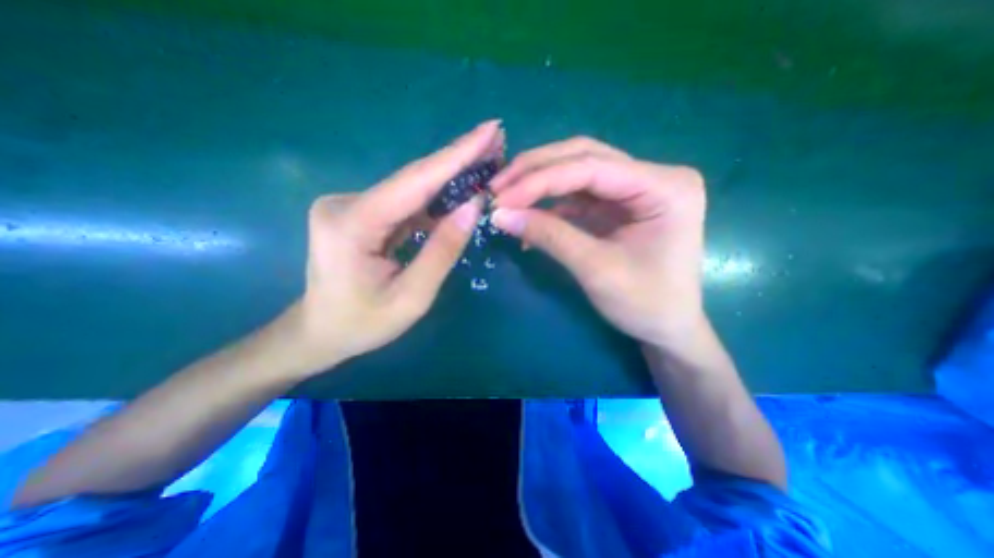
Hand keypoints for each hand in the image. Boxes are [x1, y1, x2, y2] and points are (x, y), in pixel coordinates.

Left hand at [285, 121, 504, 372]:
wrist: (320, 332)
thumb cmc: (364, 324)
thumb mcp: (413, 296)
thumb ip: (443, 250)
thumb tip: (474, 207)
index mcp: (354, 224)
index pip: (415, 181)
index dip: (456, 155)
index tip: (489, 129)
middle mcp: (347, 203)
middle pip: (413, 177)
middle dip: (458, 158)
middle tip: (496, 138)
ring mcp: (352, 205)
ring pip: (412, 187)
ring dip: (450, 176)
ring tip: (486, 161)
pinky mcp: (361, 212)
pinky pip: (406, 202)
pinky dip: (436, 196)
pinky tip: (460, 189)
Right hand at [488, 138, 706, 346]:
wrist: (667, 328)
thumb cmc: (644, 304)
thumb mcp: (595, 269)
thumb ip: (549, 236)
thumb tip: (500, 215)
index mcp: (664, 186)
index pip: (591, 167)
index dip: (540, 180)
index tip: (501, 197)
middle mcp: (653, 176)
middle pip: (584, 157)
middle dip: (537, 171)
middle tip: (498, 187)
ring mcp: (635, 189)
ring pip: (578, 170)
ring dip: (540, 183)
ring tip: (507, 197)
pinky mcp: (619, 205)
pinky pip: (579, 195)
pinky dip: (550, 204)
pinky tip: (529, 217)